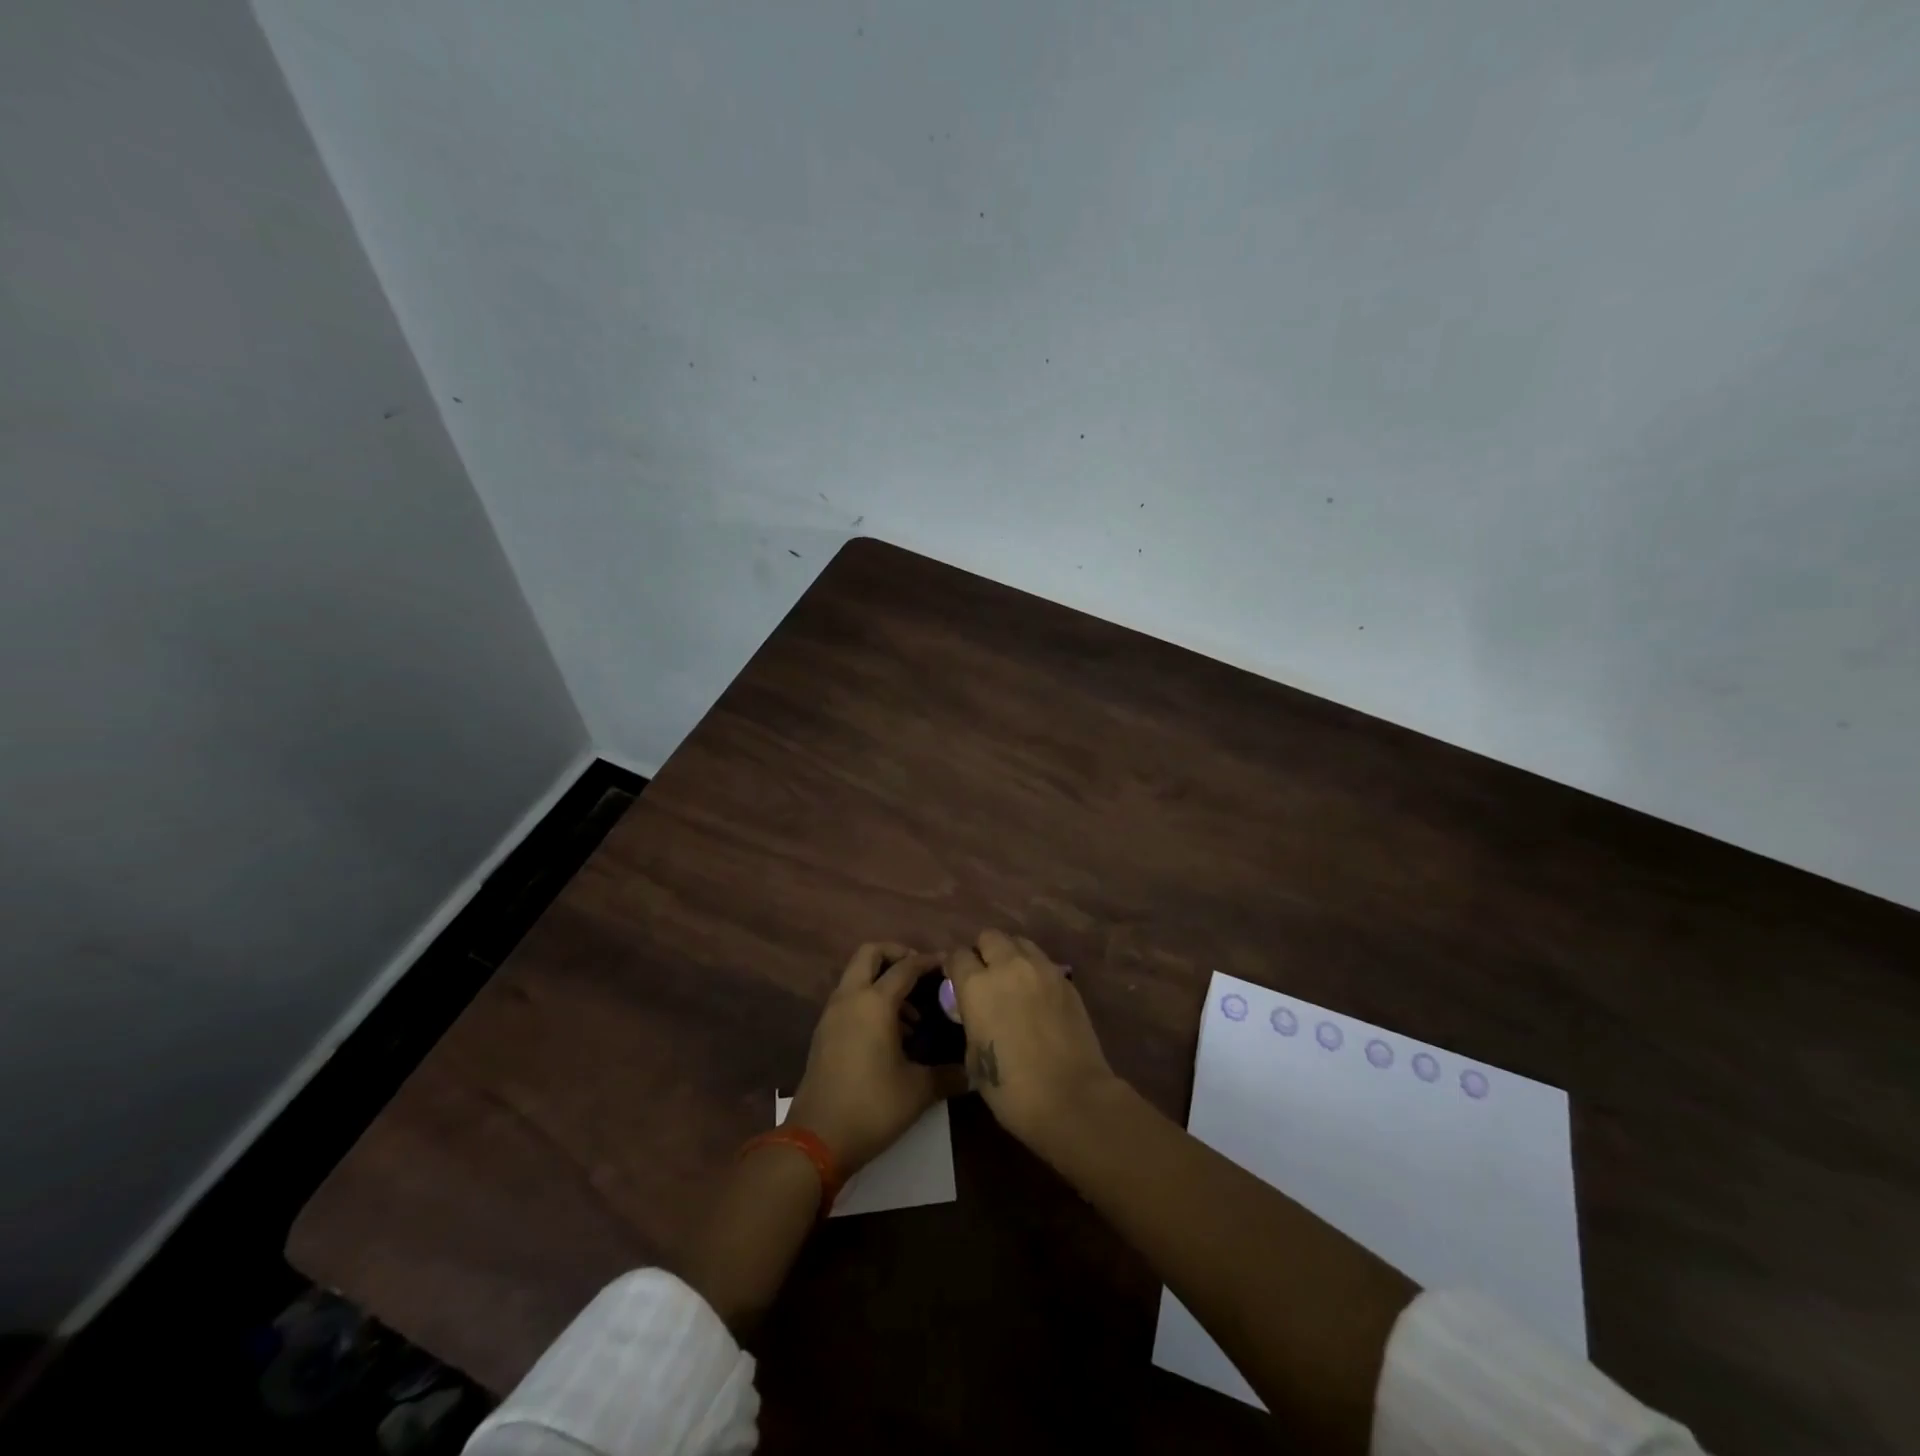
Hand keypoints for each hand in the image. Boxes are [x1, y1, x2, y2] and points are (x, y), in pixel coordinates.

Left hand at [786, 943, 961, 1175]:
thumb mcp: (918, 1091)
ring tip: (912, 1013)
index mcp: (874, 1003)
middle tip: (921, 973)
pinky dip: (869, 999)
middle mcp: (850, 998)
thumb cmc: (872, 1107)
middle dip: (896, 954)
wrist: (817, 1139)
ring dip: (882, 980)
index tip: (949, 965)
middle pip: (870, 953)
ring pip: (856, 975)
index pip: (905, 967)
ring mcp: (832, 1014)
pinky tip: (890, 1033)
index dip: (929, 962)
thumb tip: (974, 1072)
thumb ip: (948, 1075)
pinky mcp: (824, 1032)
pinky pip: (849, 998)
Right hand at [944, 929, 1120, 1152]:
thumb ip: (971, 1022)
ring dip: (1011, 955)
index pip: (957, 955)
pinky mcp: (1066, 980)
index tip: (955, 980)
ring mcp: (1042, 969)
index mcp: (977, 986)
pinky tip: (1036, 994)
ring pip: (1020, 942)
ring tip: (1012, 980)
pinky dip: (1034, 970)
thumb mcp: (974, 1058)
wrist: (1072, 1097)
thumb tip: (976, 1013)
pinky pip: (1043, 962)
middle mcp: (1008, 966)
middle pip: (990, 936)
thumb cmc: (1012, 1089)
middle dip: (983, 951)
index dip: (954, 967)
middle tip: (985, 976)